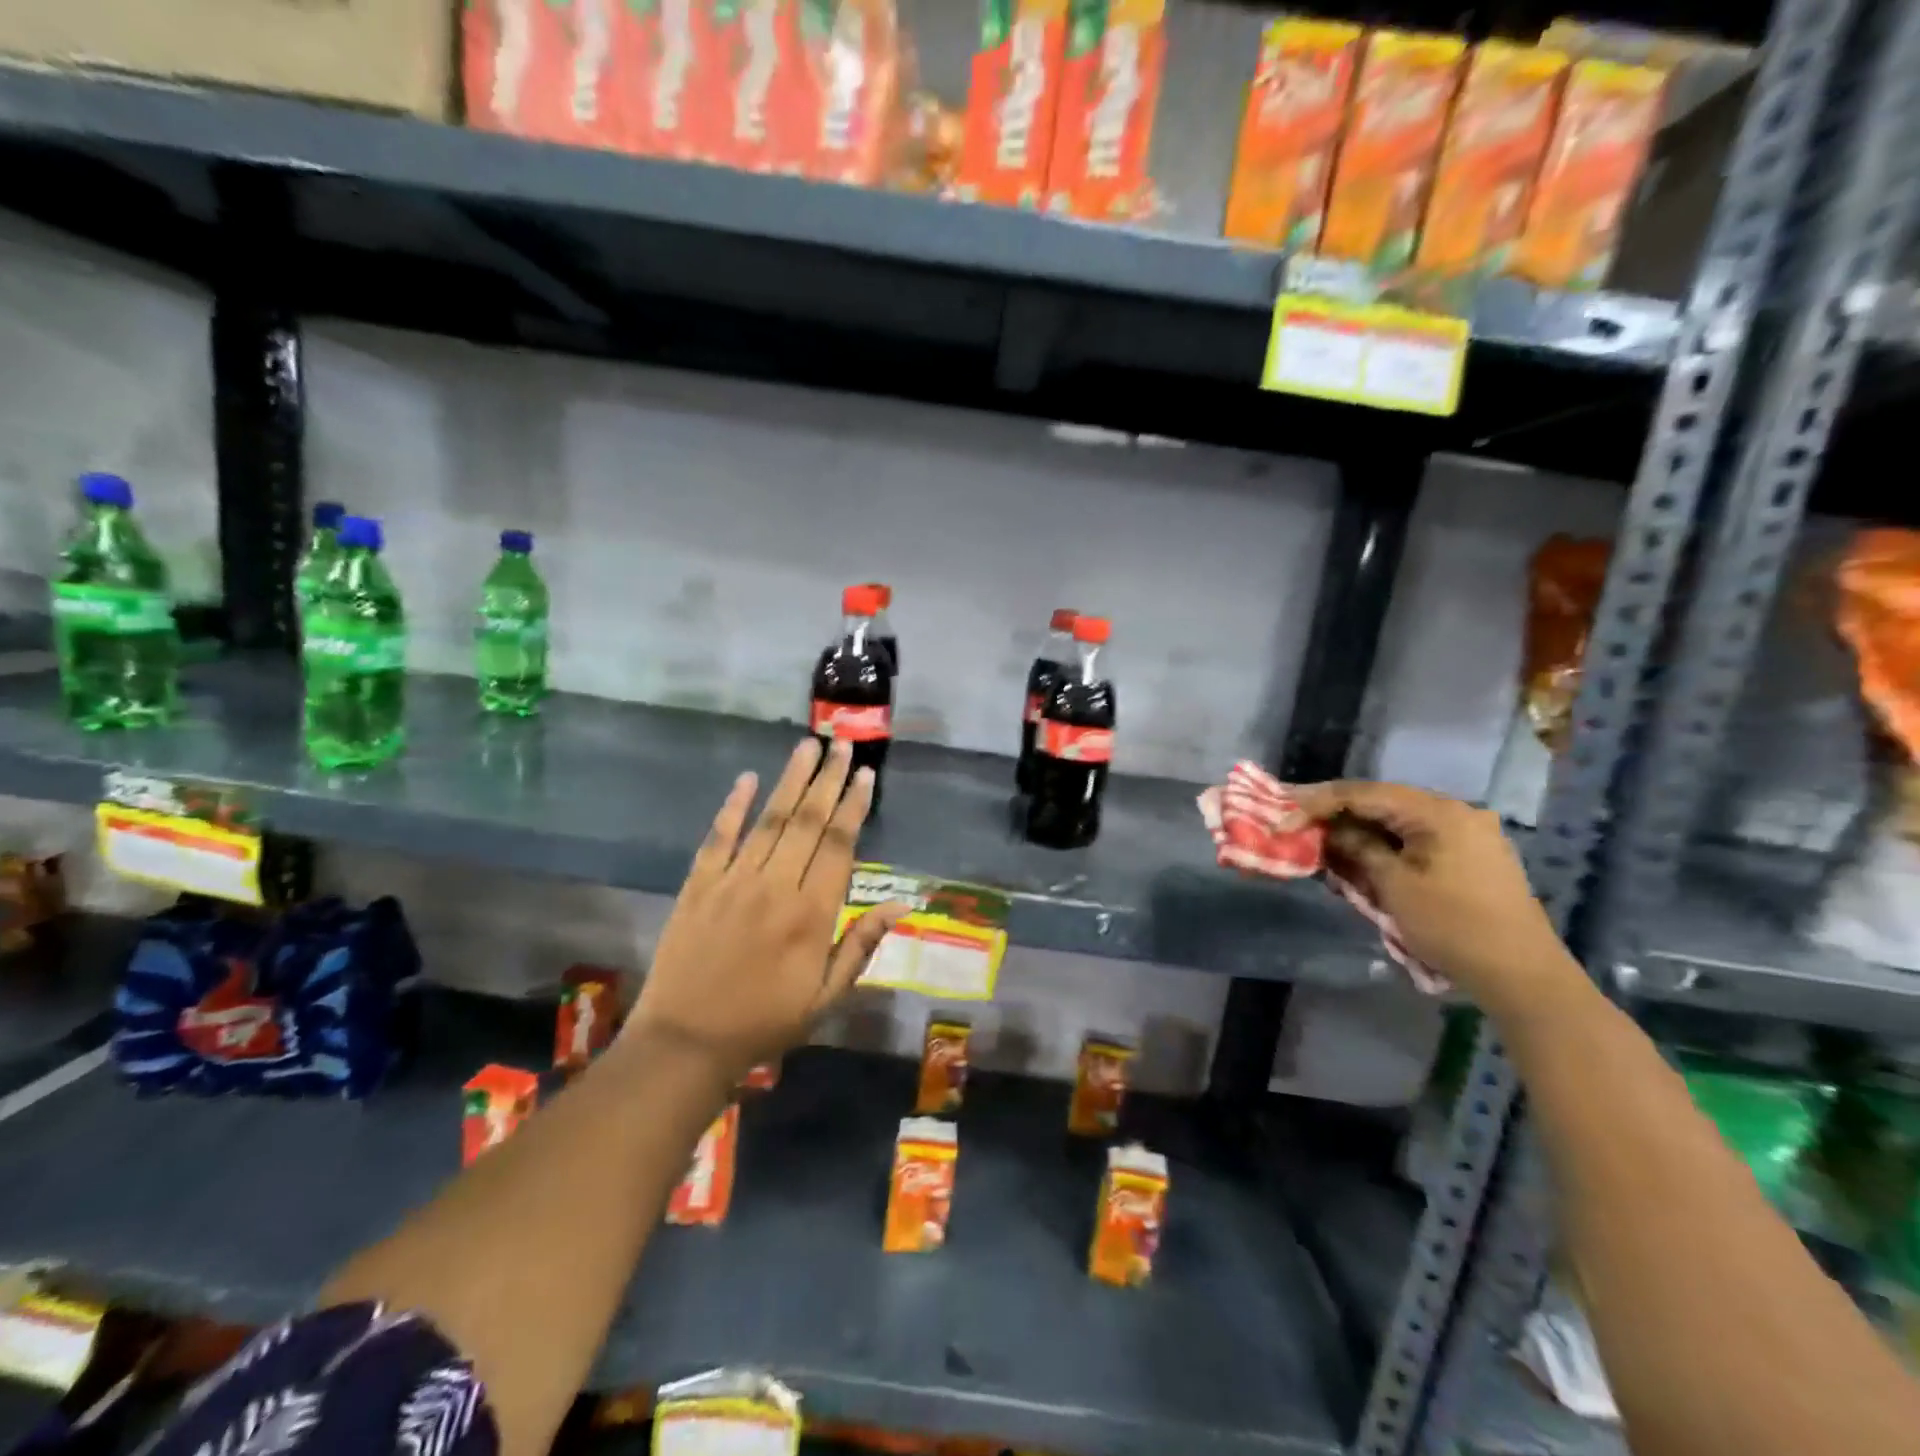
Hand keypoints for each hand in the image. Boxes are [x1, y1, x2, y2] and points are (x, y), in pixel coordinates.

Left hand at [625, 738, 908, 1075]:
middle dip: (828, 779)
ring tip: (808, 746)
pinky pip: (719, 837)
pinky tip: (747, 778)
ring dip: (790, 780)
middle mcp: (776, 885)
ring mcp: (734, 881)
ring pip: (770, 819)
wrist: (686, 1043)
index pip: (839, 845)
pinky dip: (733, 806)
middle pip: (808, 821)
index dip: (854, 806)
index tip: (866, 775)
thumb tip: (902, 903)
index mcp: (812, 913)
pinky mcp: (699, 885)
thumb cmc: (765, 1022)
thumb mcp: (826, 996)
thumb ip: (862, 944)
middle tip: (843, 744)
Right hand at [1289, 780, 1581, 1016]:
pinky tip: (1360, 859)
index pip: (1363, 793)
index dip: (1317, 804)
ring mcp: (1467, 834)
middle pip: (1381, 802)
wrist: (1522, 976)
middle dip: (1336, 815)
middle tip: (1296, 824)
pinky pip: (1415, 840)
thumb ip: (1357, 848)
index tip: (1283, 820)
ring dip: (1358, 832)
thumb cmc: (1453, 926)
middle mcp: (1455, 812)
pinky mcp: (1471, 856)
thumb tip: (1329, 832)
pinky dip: (1384, 847)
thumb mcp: (1394, 886)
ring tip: (1322, 845)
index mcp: (1438, 811)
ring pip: (1397, 822)